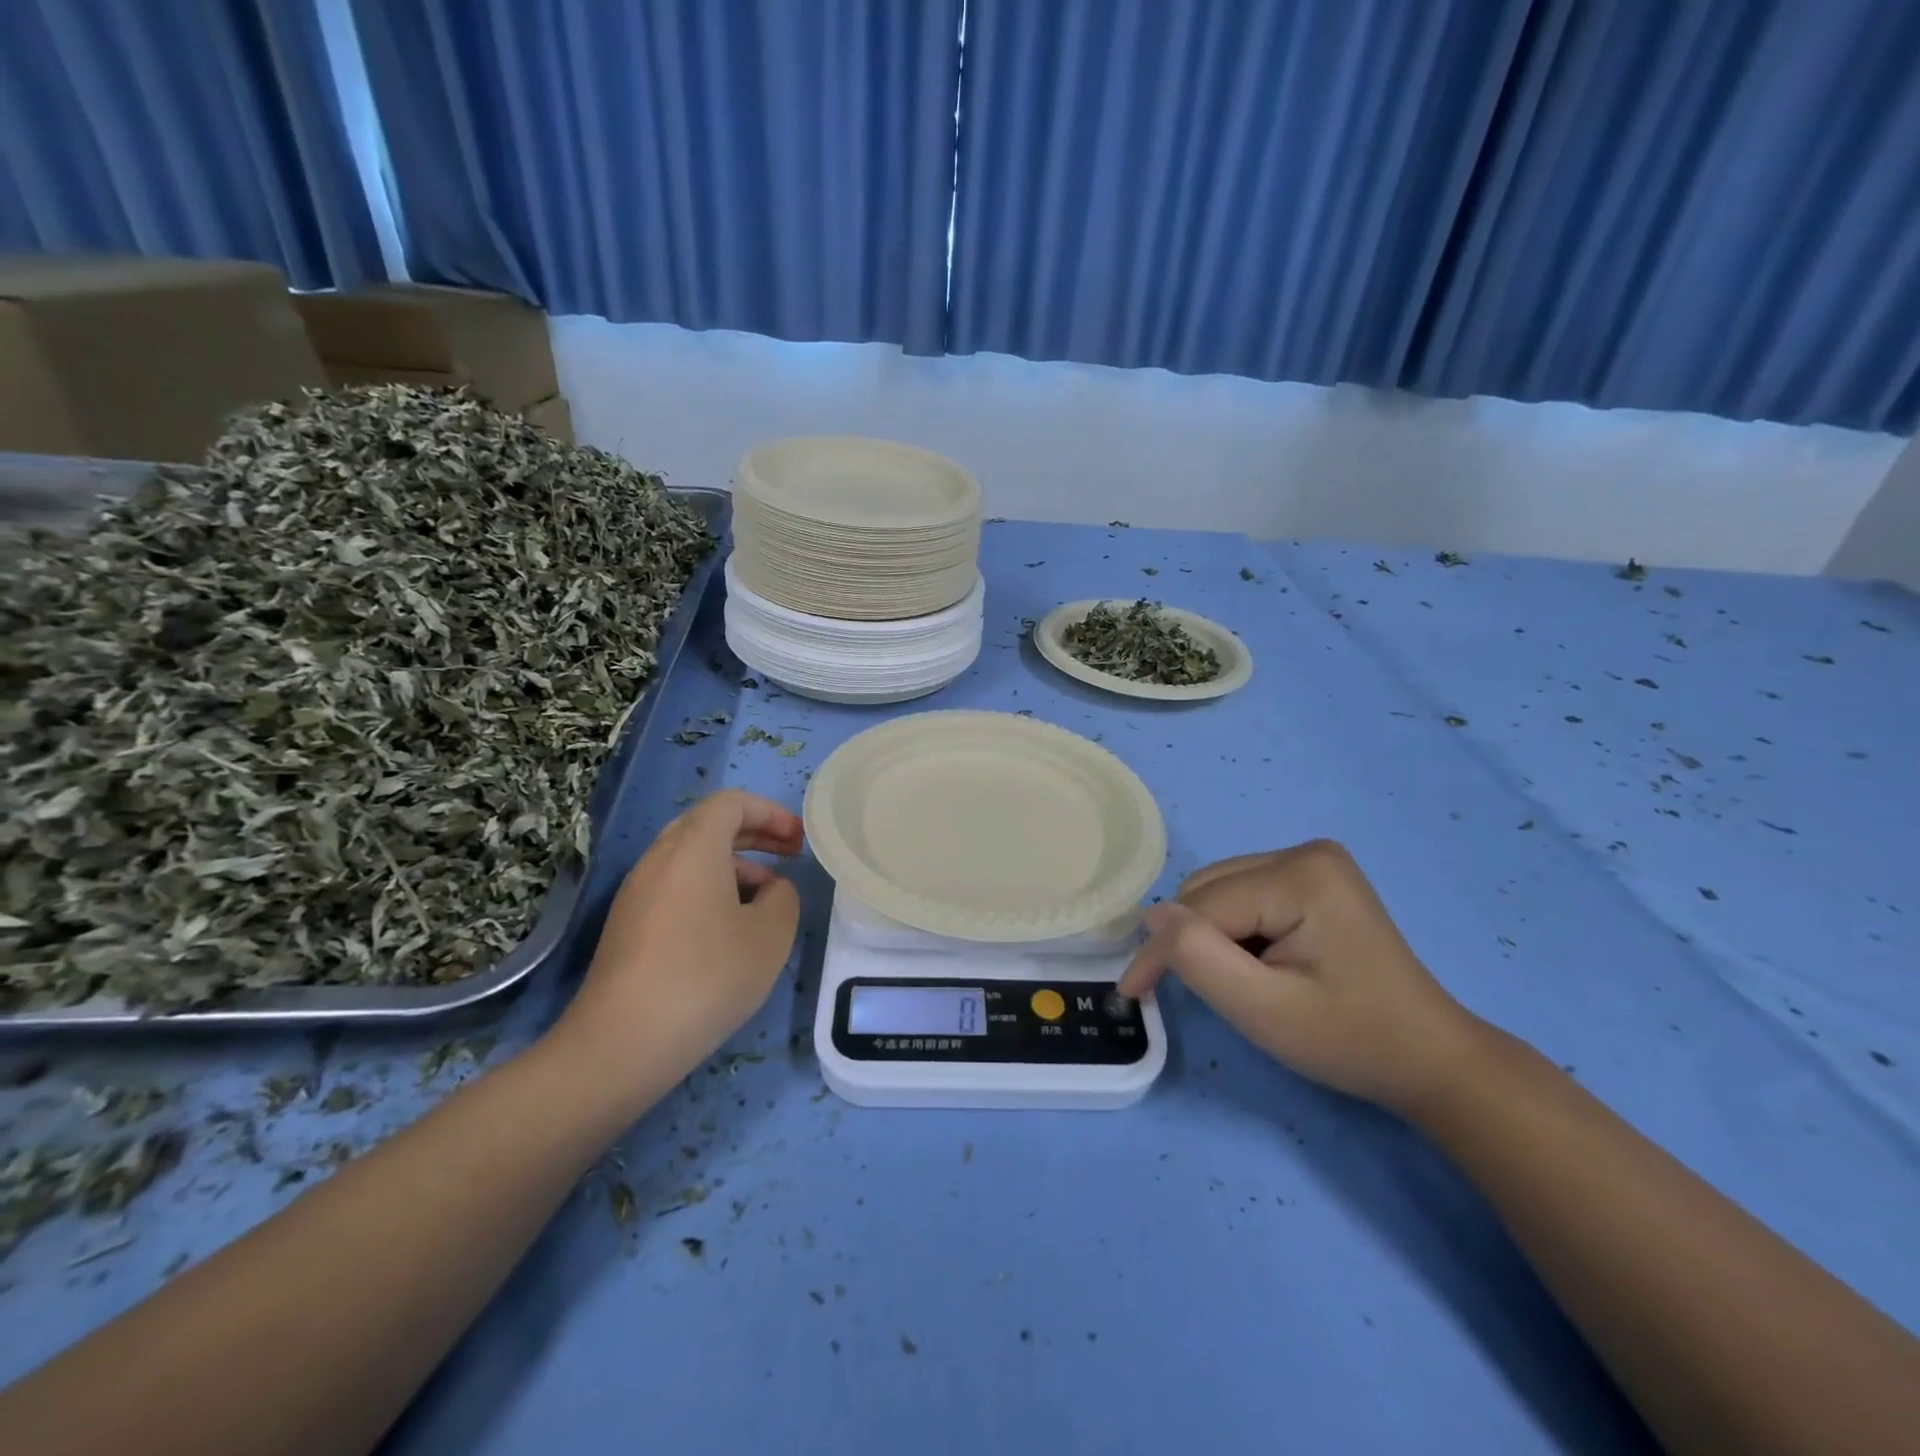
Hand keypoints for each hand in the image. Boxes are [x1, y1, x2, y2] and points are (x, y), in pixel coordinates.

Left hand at [553, 790, 803, 1103]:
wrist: (622, 1042)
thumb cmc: (708, 976)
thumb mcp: (771, 935)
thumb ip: (784, 897)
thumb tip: (771, 889)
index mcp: (693, 847)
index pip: (732, 803)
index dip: (770, 812)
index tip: (798, 839)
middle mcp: (659, 858)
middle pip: (708, 824)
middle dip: (754, 834)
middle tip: (789, 854)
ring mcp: (637, 892)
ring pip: (690, 857)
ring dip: (733, 864)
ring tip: (766, 897)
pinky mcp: (627, 924)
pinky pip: (675, 885)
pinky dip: (708, 888)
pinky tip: (728, 929)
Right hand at [1118, 841, 1482, 1113]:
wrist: (1428, 1057)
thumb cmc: (1348, 1040)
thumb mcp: (1262, 1009)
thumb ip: (1197, 957)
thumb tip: (1151, 916)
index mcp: (1300, 874)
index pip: (1202, 906)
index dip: (1165, 951)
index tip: (1135, 995)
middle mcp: (1305, 851)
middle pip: (1207, 891)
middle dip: (1194, 941)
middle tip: (1212, 993)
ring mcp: (1312, 859)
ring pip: (1219, 891)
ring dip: (1211, 936)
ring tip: (1243, 980)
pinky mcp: (1314, 875)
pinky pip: (1242, 893)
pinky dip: (1233, 930)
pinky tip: (1261, 961)